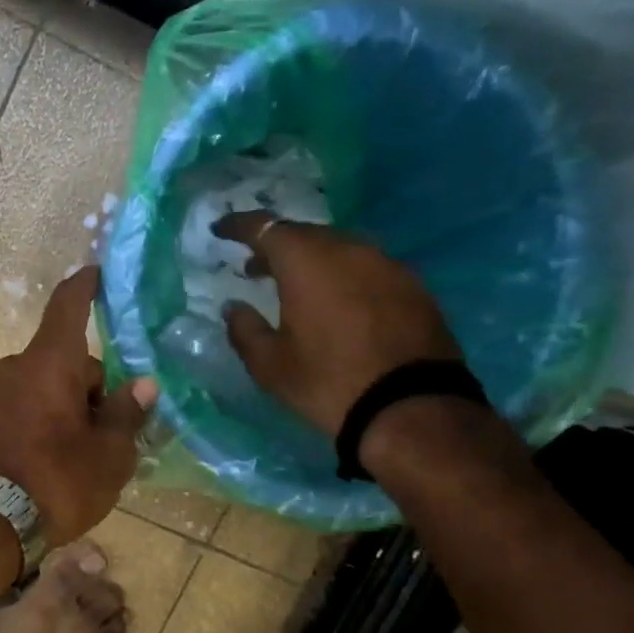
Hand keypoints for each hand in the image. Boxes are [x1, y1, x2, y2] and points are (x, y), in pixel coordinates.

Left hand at [0, 267, 156, 547]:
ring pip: (42, 388)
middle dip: (90, 385)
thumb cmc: (57, 481)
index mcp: (49, 363)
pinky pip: (20, 410)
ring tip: (82, 454)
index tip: (96, 273)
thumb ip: (126, 414)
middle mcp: (14, 370)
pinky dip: (40, 422)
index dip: (85, 286)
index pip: (68, 306)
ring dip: (64, 406)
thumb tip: (142, 384)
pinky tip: (50, 462)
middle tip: (112, 430)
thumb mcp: (109, 454)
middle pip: (63, 361)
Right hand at [213, 212, 462, 435]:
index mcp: (306, 262)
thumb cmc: (327, 382)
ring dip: (311, 261)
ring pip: (338, 249)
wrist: (410, 406)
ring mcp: (386, 264)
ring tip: (295, 287)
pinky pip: (365, 267)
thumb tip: (233, 308)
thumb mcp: (270, 365)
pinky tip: (336, 303)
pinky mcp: (412, 285)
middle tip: (255, 268)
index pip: (265, 227)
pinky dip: (342, 276)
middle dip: (275, 247)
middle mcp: (348, 249)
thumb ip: (244, 329)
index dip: (239, 226)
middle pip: (304, 234)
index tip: (220, 230)